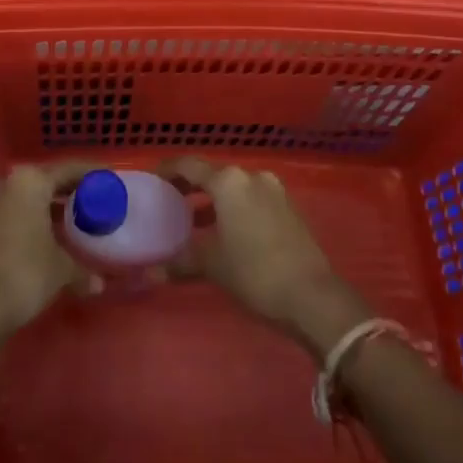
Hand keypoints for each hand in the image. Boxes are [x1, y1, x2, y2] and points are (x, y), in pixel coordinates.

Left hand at [0, 161, 97, 336]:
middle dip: (65, 192)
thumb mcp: (61, 270)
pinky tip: (40, 240)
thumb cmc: (25, 273)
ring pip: (22, 199)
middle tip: (89, 203)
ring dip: (43, 209)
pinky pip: (7, 215)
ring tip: (67, 224)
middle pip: (43, 182)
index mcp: (30, 181)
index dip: (89, 175)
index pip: (67, 170)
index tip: (105, 180)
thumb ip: (82, 269)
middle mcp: (5, 183)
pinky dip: (25, 222)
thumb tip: (99, 283)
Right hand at [164, 158, 368, 355]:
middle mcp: (251, 176)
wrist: (313, 296)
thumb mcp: (213, 266)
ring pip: (234, 188)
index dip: (168, 171)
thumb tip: (149, 274)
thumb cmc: (255, 272)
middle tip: (169, 201)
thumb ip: (180, 262)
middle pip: (213, 174)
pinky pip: (251, 199)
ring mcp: (273, 191)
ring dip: (213, 201)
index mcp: (229, 181)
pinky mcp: (288, 208)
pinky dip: (234, 209)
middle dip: (190, 186)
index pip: (189, 165)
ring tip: (193, 222)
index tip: (152, 180)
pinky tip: (225, 233)